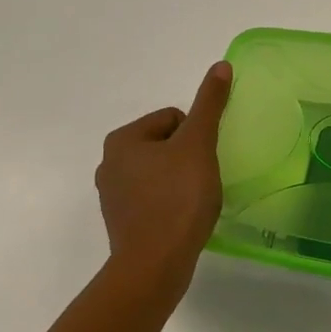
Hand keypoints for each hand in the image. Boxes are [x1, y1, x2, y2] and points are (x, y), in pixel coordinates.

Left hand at [95, 61, 232, 280]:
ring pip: (161, 172)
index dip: (196, 137)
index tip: (201, 163)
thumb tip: (220, 65)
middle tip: (200, 183)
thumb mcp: (198, 145)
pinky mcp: (123, 222)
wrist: (155, 266)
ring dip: (181, 181)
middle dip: (188, 159)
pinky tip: (183, 219)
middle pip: (167, 144)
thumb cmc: (177, 199)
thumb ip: (209, 104)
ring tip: (193, 203)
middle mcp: (110, 163)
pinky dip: (172, 203)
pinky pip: (155, 198)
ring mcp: (113, 195)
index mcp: (123, 139)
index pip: (173, 118)